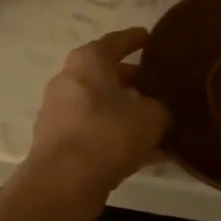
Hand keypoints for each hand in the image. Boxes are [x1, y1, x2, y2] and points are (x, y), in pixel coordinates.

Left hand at [26, 28, 169, 196]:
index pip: (117, 41)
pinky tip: (145, 152)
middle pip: (107, 75)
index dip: (136, 39)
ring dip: (127, 112)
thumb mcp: (151, 116)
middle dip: (134, 80)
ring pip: (102, 106)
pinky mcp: (59, 142)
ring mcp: (60, 112)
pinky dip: (117, 136)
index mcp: (88, 61)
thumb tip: (158, 110)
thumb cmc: (107, 134)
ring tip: (158, 121)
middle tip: (161, 84)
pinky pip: (96, 131)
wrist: (63, 183)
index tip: (151, 38)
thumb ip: (160, 107)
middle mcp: (69, 80)